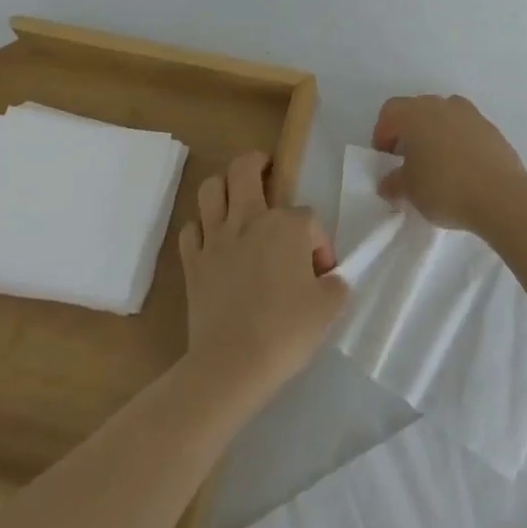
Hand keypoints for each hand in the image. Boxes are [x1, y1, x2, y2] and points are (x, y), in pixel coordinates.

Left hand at [179, 153, 347, 407]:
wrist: (232, 365)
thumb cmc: (286, 332)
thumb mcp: (328, 308)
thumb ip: (335, 285)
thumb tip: (330, 278)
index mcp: (286, 225)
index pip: (308, 217)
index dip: (318, 242)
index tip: (322, 274)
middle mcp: (249, 219)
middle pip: (245, 168)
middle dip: (257, 162)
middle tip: (266, 170)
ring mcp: (216, 238)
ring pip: (211, 188)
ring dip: (222, 187)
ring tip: (235, 198)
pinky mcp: (193, 262)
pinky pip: (191, 230)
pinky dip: (200, 230)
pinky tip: (212, 242)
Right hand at [373, 94, 526, 232]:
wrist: (501, 195)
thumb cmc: (444, 187)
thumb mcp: (409, 192)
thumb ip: (393, 183)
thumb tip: (388, 183)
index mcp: (415, 113)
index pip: (390, 112)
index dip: (383, 134)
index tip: (386, 159)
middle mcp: (441, 105)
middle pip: (417, 110)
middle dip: (409, 132)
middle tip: (408, 161)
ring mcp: (470, 114)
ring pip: (444, 117)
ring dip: (436, 134)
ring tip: (436, 164)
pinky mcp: (491, 129)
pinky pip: (466, 129)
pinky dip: (459, 142)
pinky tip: (462, 169)